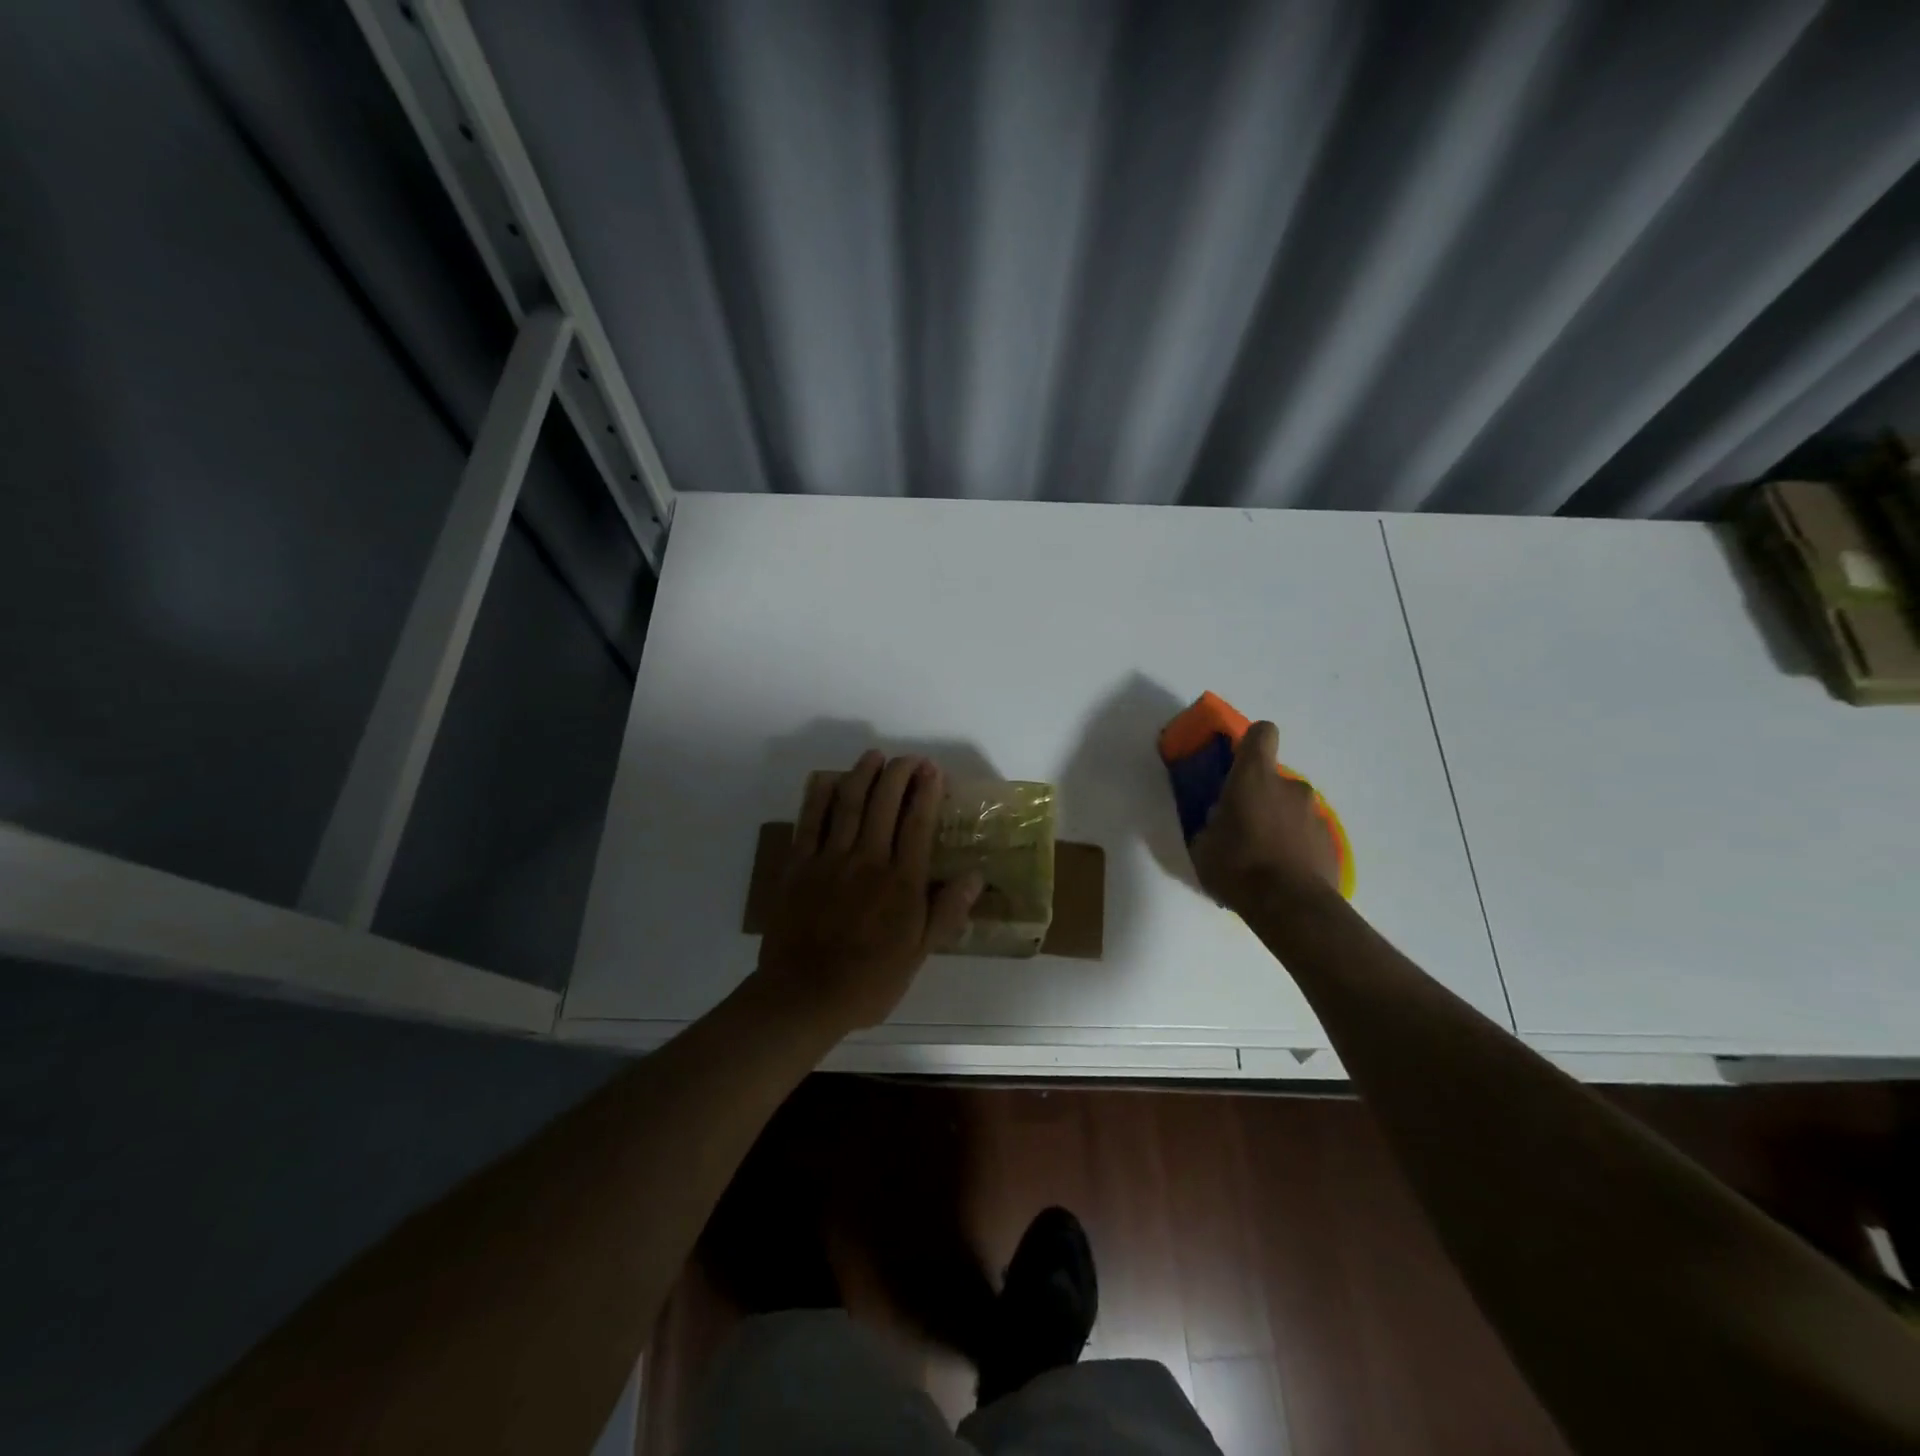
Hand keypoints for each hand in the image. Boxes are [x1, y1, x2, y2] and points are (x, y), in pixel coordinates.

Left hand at [755, 751, 982, 1036]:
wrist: (804, 995)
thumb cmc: (869, 980)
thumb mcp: (918, 954)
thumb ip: (946, 912)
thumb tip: (975, 875)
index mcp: (901, 882)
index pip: (918, 824)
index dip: (927, 792)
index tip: (933, 770)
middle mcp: (868, 860)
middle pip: (884, 804)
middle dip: (899, 774)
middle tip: (908, 759)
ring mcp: (830, 859)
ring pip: (848, 804)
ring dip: (863, 775)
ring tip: (874, 757)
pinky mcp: (798, 865)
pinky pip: (810, 821)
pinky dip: (820, 796)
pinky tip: (829, 780)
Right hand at [1189, 722, 1340, 916]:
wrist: (1289, 906)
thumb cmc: (1236, 865)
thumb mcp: (1203, 844)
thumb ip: (1212, 822)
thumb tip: (1219, 820)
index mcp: (1254, 777)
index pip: (1262, 733)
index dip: (1251, 742)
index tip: (1239, 761)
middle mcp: (1290, 786)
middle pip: (1274, 778)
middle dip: (1260, 796)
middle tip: (1242, 826)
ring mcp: (1315, 814)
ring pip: (1292, 808)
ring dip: (1279, 822)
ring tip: (1263, 855)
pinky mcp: (1331, 843)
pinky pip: (1306, 835)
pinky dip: (1295, 846)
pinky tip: (1282, 873)